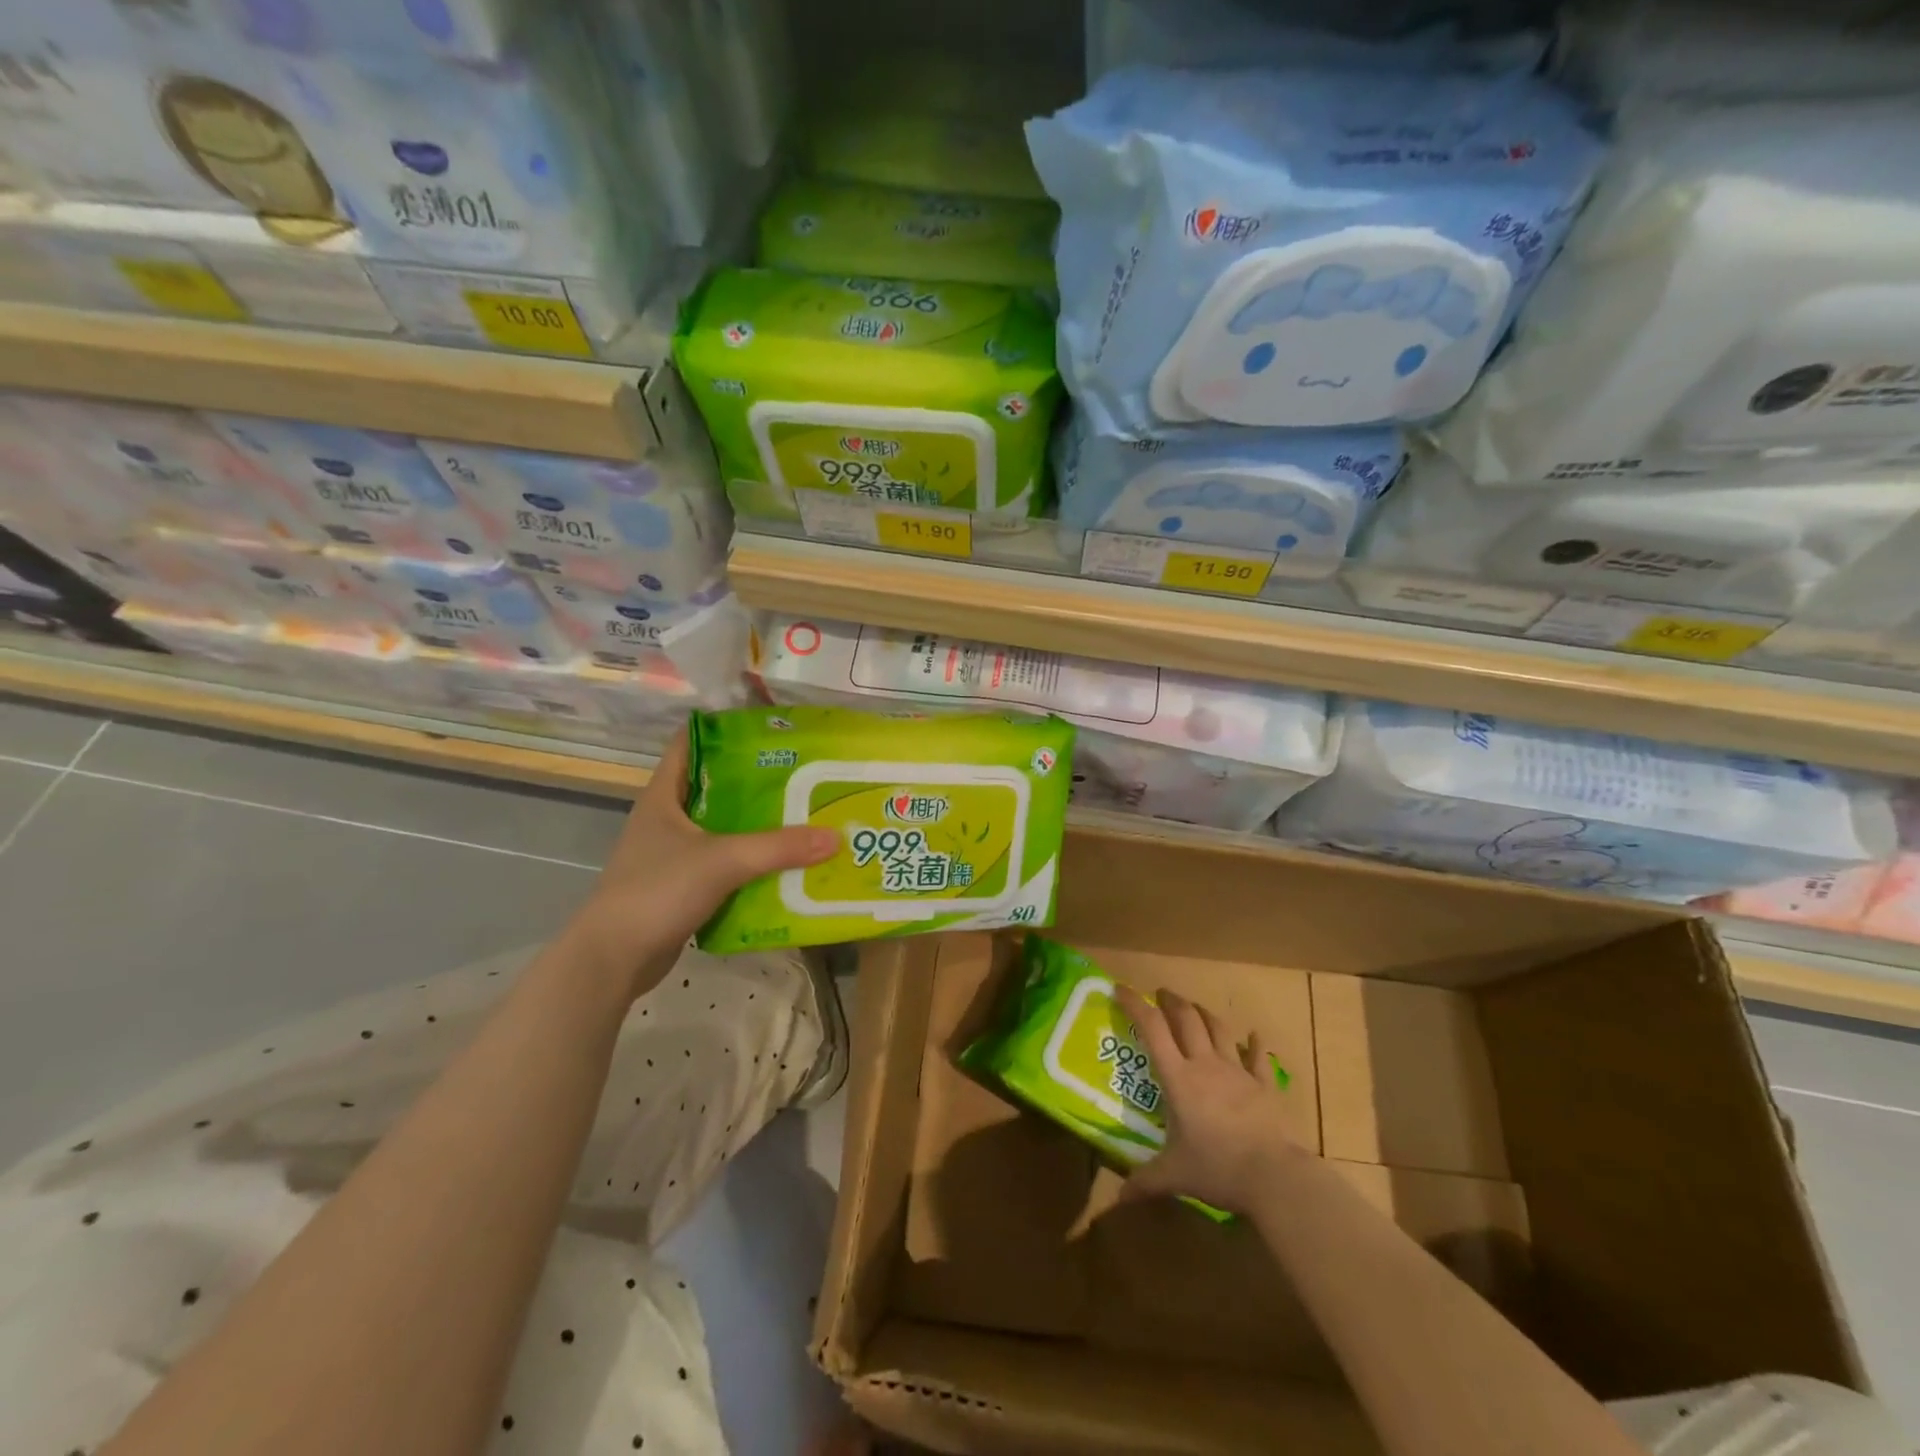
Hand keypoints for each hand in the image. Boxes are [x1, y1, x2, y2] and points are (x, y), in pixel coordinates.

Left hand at [566, 730, 837, 997]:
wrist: (614, 958)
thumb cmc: (658, 891)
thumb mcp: (723, 861)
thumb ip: (779, 847)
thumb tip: (835, 836)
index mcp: (664, 796)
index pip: (690, 743)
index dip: (725, 730)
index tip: (770, 731)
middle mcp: (667, 819)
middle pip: (716, 786)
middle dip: (757, 782)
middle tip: (803, 776)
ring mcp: (673, 854)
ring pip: (723, 828)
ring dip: (757, 825)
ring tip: (803, 816)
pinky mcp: (682, 886)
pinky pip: (724, 864)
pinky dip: (750, 862)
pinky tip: (784, 863)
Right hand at [1115, 986, 1297, 1213]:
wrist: (1274, 1176)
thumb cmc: (1218, 1168)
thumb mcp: (1175, 1175)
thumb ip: (1145, 1181)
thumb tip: (1118, 1198)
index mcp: (1179, 1078)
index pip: (1152, 1029)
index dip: (1134, 1004)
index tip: (1120, 989)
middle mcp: (1205, 1065)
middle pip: (1186, 1019)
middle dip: (1170, 1001)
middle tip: (1160, 994)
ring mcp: (1238, 1071)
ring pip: (1218, 1029)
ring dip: (1204, 1013)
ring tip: (1194, 1008)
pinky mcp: (1265, 1085)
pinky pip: (1259, 1058)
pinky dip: (1256, 1044)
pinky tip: (1255, 1036)